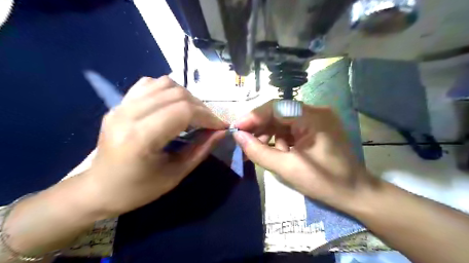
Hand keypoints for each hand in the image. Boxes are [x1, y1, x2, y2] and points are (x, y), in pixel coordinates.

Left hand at [86, 76, 229, 214]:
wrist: (98, 189)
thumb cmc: (138, 189)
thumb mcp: (175, 174)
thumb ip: (201, 150)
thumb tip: (221, 132)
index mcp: (140, 137)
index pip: (183, 112)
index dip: (208, 117)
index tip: (221, 126)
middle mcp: (128, 114)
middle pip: (176, 95)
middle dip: (201, 107)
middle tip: (210, 123)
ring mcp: (121, 105)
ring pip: (164, 84)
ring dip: (187, 97)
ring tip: (193, 114)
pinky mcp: (119, 103)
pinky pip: (149, 84)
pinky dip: (168, 90)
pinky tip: (173, 105)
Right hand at [234, 99, 375, 210]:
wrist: (355, 193)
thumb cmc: (324, 182)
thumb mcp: (287, 168)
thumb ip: (259, 151)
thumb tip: (238, 137)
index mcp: (312, 117)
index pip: (276, 107)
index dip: (253, 117)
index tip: (236, 129)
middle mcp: (315, 112)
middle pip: (278, 113)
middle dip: (259, 127)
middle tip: (243, 141)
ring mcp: (317, 119)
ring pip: (283, 121)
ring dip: (268, 134)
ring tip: (258, 149)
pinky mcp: (316, 128)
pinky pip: (291, 128)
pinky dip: (280, 138)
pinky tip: (276, 151)